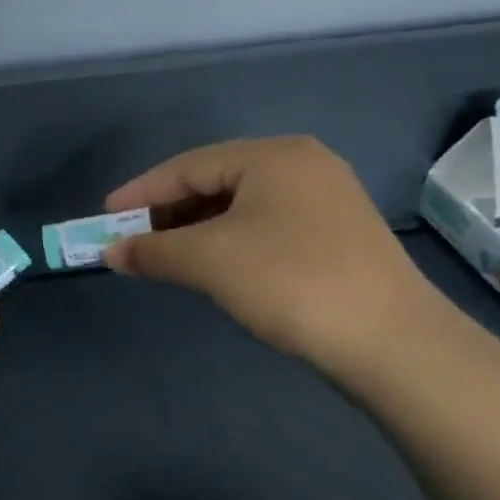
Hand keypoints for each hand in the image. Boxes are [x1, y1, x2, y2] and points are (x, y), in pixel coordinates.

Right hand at [103, 137, 454, 384]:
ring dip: (197, 229)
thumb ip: (152, 250)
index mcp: (272, 155)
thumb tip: (111, 252)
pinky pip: (266, 224)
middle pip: (215, 181)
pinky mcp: (339, 234)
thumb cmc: (289, 280)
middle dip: (168, 212)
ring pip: (241, 205)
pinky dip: (230, 240)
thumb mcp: (208, 261)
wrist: (393, 343)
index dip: (141, 192)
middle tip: (133, 239)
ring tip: (166, 255)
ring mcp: (327, 199)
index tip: (106, 217)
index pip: (187, 165)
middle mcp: (301, 164)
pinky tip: (214, 264)